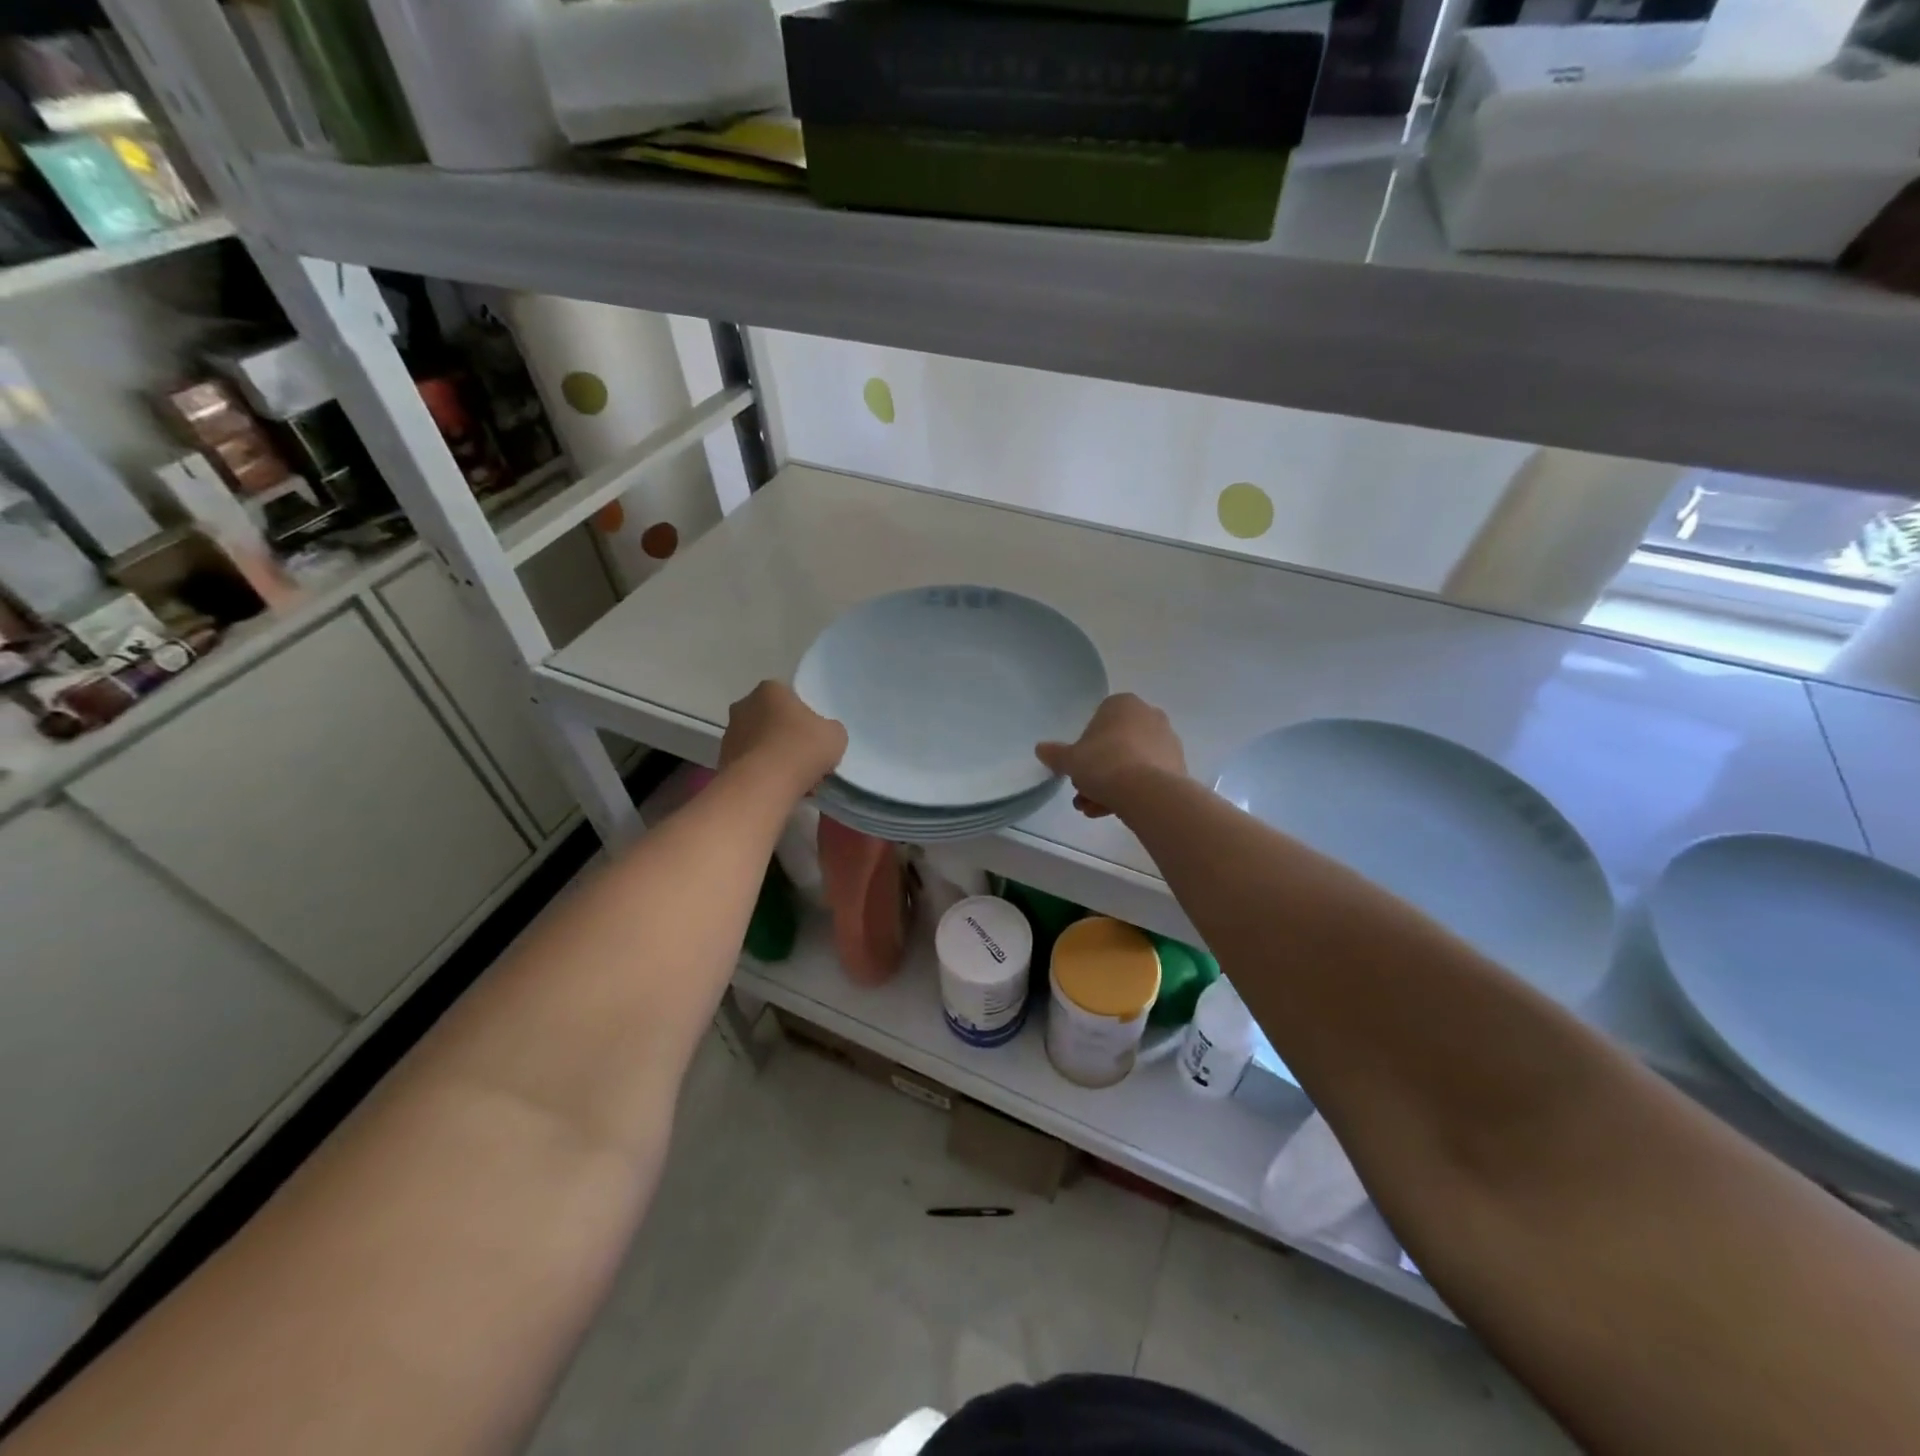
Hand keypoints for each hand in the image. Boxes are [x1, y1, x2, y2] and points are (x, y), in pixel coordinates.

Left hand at [720, 681, 846, 793]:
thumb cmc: (802, 748)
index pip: (789, 698)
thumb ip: (828, 729)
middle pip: (771, 720)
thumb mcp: (835, 734)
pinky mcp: (722, 762)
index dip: (804, 717)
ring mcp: (729, 735)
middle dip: (785, 736)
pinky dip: (762, 775)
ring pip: (759, 744)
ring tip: (792, 780)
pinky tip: (778, 789)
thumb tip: (821, 736)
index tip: (813, 736)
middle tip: (804, 758)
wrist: (764, 785)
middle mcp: (743, 706)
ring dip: (772, 757)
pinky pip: (750, 766)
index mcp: (770, 690)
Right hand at [1036, 693, 1185, 818]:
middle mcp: (1149, 716)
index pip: (1098, 722)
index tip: (1078, 769)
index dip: (1084, 748)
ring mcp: (1167, 741)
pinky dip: (1131, 792)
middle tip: (1083, 793)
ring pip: (1130, 763)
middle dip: (1097, 772)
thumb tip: (1040, 749)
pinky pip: (1147, 777)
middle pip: (1115, 746)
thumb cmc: (1104, 763)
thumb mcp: (1070, 760)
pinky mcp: (1178, 767)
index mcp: (1123, 704)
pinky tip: (1114, 811)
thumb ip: (1056, 754)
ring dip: (1110, 786)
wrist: (1147, 792)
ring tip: (1094, 810)